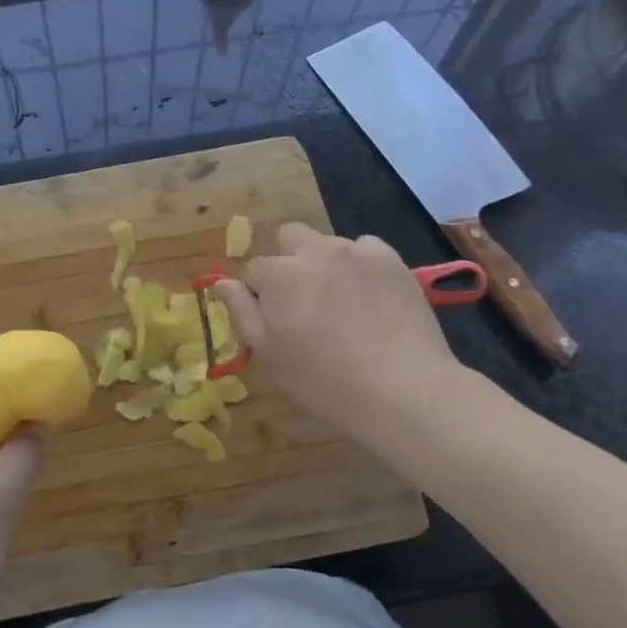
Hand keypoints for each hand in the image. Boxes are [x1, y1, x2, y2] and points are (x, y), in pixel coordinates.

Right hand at [214, 225, 469, 443]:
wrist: (403, 389)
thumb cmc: (324, 381)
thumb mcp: (269, 355)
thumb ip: (242, 312)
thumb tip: (222, 283)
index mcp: (278, 274)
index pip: (254, 270)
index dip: (259, 295)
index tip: (275, 321)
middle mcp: (314, 251)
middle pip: (289, 238)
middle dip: (288, 261)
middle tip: (303, 301)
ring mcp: (356, 251)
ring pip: (328, 243)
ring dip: (325, 263)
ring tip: (342, 303)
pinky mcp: (391, 260)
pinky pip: (366, 249)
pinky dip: (361, 265)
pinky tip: (370, 296)